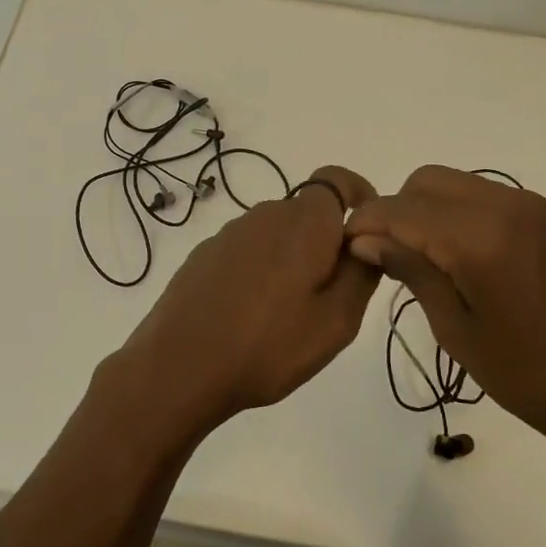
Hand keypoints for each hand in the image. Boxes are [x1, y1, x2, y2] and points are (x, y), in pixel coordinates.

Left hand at [107, 165, 380, 437]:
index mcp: (304, 222)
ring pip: (276, 234)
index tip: (365, 235)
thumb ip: (361, 273)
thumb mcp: (336, 321)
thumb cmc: (268, 345)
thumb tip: (365, 241)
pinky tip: (248, 315)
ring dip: (290, 260)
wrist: (180, 367)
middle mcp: (266, 215)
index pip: (338, 179)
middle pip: (308, 213)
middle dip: (325, 243)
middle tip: (328, 297)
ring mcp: (229, 234)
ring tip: (285, 314)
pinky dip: (259, 271)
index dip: (358, 196)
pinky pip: (247, 251)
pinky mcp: (203, 255)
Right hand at [344, 166, 545, 459]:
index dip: (367, 223)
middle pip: (427, 181)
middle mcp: (506, 206)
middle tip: (390, 257)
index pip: (402, 209)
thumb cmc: (529, 375)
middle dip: (398, 211)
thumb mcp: (457, 330)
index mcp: (480, 237)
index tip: (349, 248)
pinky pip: (487, 197)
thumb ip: (412, 272)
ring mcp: (532, 207)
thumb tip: (366, 241)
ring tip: (425, 259)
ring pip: (457, 184)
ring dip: (429, 210)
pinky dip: (460, 214)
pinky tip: (461, 257)